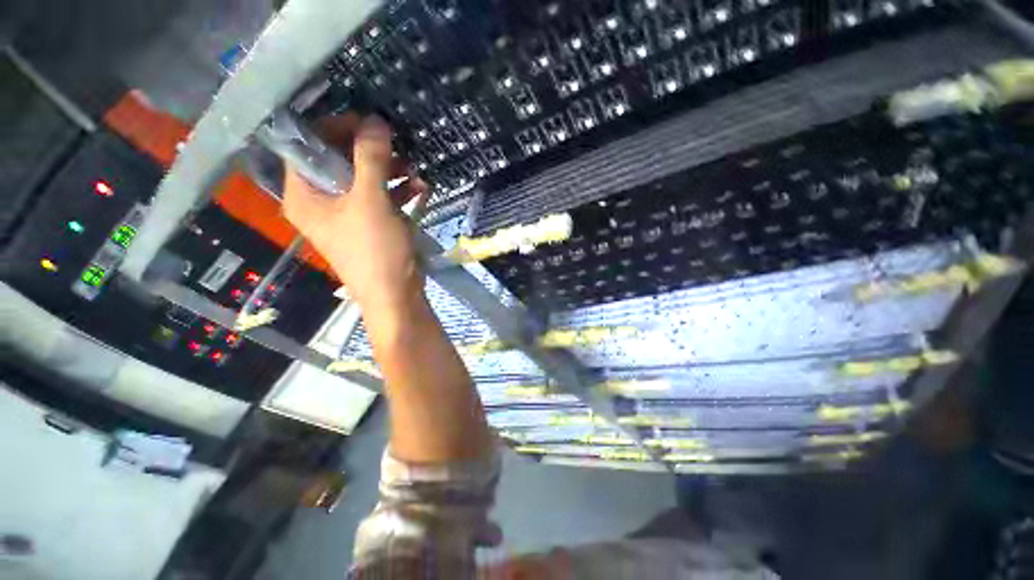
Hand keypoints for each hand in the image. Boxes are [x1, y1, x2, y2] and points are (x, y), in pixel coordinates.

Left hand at [283, 114, 427, 313]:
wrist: (396, 295)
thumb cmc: (375, 251)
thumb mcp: (371, 201)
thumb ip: (370, 158)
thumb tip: (374, 121)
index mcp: (304, 193)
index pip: (307, 145)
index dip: (335, 128)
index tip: (367, 122)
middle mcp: (320, 201)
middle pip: (338, 161)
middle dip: (368, 151)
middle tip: (395, 143)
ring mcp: (346, 214)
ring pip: (362, 179)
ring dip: (388, 170)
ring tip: (412, 166)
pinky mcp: (369, 224)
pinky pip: (378, 198)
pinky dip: (396, 190)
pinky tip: (418, 187)